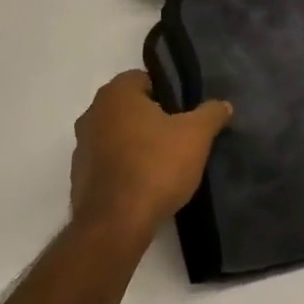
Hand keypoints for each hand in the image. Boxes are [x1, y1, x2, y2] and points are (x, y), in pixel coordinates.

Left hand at [70, 71, 232, 238]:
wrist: (115, 224)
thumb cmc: (155, 166)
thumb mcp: (196, 136)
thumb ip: (211, 114)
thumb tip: (223, 105)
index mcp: (116, 94)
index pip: (144, 79)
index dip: (167, 92)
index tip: (184, 112)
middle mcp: (92, 113)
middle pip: (129, 107)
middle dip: (152, 118)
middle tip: (179, 136)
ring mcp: (81, 147)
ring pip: (117, 135)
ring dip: (136, 144)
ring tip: (164, 163)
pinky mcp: (79, 178)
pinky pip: (108, 163)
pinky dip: (124, 168)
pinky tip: (145, 185)